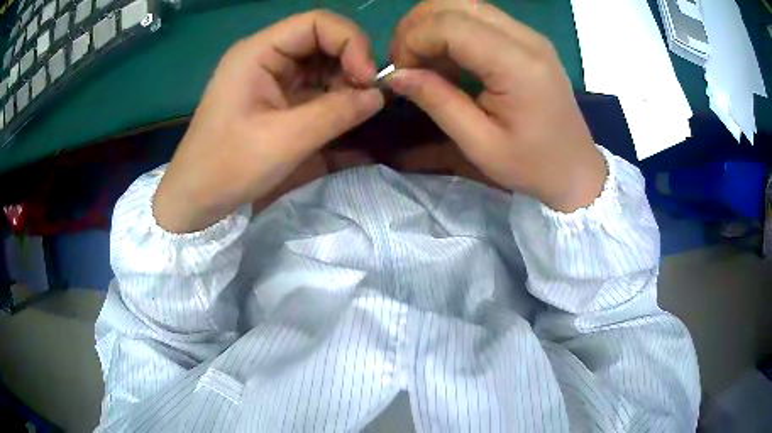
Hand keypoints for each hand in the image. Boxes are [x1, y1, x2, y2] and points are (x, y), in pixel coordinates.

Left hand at [153, 11, 384, 232]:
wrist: (195, 197)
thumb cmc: (229, 167)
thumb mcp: (286, 140)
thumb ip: (337, 112)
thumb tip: (379, 95)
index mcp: (258, 52)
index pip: (317, 23)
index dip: (351, 41)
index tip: (368, 78)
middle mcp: (264, 55)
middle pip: (321, 39)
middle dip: (350, 62)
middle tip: (367, 96)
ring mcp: (268, 75)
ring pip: (320, 61)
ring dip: (344, 80)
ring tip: (354, 108)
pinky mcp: (273, 95)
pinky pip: (311, 82)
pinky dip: (332, 94)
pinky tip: (340, 113)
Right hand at [388, 1, 605, 211]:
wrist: (576, 169)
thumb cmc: (532, 165)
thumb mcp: (480, 144)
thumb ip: (437, 102)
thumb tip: (395, 75)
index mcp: (518, 66)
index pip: (450, 25)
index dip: (413, 41)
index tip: (401, 73)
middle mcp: (526, 38)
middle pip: (454, 3)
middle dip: (417, 27)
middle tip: (406, 62)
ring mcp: (529, 35)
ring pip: (464, 5)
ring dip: (432, 26)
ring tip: (423, 61)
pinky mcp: (527, 39)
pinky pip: (479, 18)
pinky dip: (451, 32)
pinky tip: (447, 60)